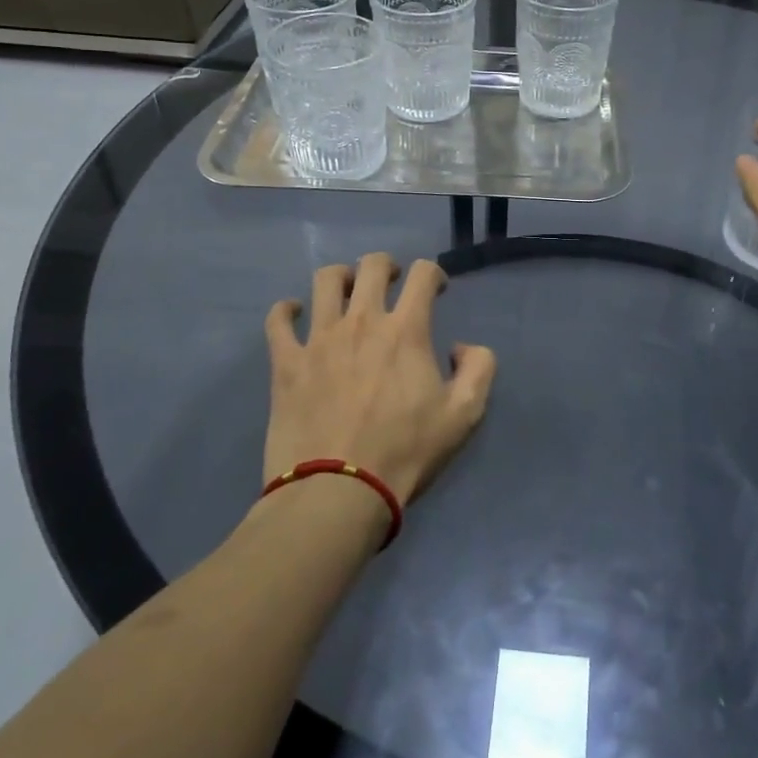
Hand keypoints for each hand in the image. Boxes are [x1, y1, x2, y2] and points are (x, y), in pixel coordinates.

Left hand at [264, 253, 496, 505]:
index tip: (436, 290)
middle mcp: (362, 321)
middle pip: (372, 266)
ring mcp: (318, 339)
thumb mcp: (464, 415)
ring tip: (347, 293)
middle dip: (387, 266)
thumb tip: (461, 347)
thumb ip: (479, 368)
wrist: (337, 491)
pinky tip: (295, 315)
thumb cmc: (405, 452)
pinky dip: (286, 310)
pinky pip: (278, 320)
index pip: (423, 274)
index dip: (434, 273)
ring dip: (341, 278)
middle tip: (392, 284)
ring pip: (325, 281)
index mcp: (406, 330)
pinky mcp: (285, 362)